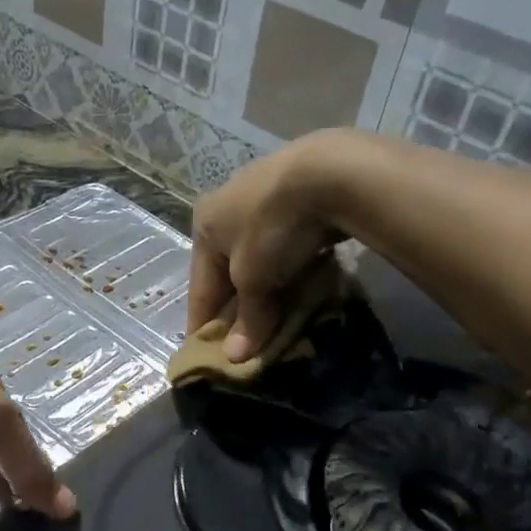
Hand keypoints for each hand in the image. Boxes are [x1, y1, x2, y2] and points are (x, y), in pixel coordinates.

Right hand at [188, 131, 351, 360]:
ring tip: (275, 317)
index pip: (199, 288)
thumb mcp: (254, 279)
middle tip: (244, 341)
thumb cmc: (273, 228)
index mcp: (204, 225)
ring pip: (258, 257)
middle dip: (236, 306)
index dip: (202, 324)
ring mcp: (263, 196)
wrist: (331, 173)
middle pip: (227, 271)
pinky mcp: (298, 194)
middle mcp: (226, 206)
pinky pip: (285, 243)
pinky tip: (300, 282)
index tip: (205, 355)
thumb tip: (235, 357)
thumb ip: (247, 318)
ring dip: (265, 287)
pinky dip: (288, 266)